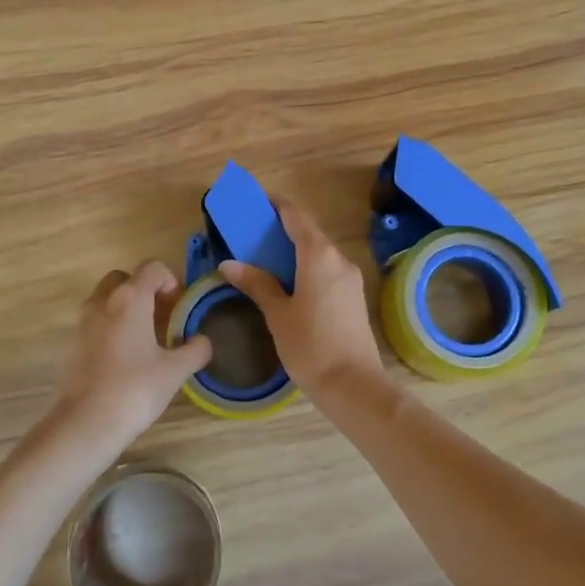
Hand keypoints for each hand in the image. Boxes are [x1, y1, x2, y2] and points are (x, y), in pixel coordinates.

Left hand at [51, 261, 212, 454]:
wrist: (86, 423)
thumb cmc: (135, 389)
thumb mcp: (175, 370)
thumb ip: (195, 350)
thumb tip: (204, 341)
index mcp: (130, 298)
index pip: (152, 268)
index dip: (171, 281)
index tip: (180, 307)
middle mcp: (103, 301)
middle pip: (125, 279)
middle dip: (145, 291)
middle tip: (163, 318)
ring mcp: (83, 322)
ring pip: (107, 300)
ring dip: (127, 309)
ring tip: (147, 339)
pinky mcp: (73, 343)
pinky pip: (96, 322)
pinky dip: (112, 327)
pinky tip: (127, 357)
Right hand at [218, 198, 384, 398]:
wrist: (353, 384)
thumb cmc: (310, 345)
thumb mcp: (278, 314)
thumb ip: (257, 284)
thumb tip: (230, 264)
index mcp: (319, 256)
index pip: (296, 217)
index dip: (278, 205)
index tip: (259, 201)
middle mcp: (339, 260)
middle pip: (310, 234)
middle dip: (284, 229)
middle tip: (255, 233)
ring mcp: (351, 279)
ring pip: (320, 254)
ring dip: (296, 250)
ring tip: (268, 258)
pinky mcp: (354, 298)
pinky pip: (328, 271)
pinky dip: (308, 267)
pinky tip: (291, 282)